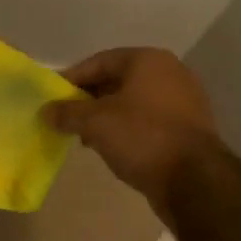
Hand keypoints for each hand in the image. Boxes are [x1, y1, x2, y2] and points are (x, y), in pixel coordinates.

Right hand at [44, 48, 219, 216]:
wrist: (194, 180)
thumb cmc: (142, 137)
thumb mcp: (96, 123)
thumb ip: (68, 112)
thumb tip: (46, 111)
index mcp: (148, 60)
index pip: (100, 62)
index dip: (72, 79)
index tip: (53, 98)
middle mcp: (170, 72)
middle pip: (118, 80)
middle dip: (90, 100)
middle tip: (68, 119)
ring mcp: (184, 100)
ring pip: (135, 102)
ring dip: (108, 117)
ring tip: (87, 138)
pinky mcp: (190, 127)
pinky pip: (150, 121)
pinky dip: (130, 129)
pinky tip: (114, 148)